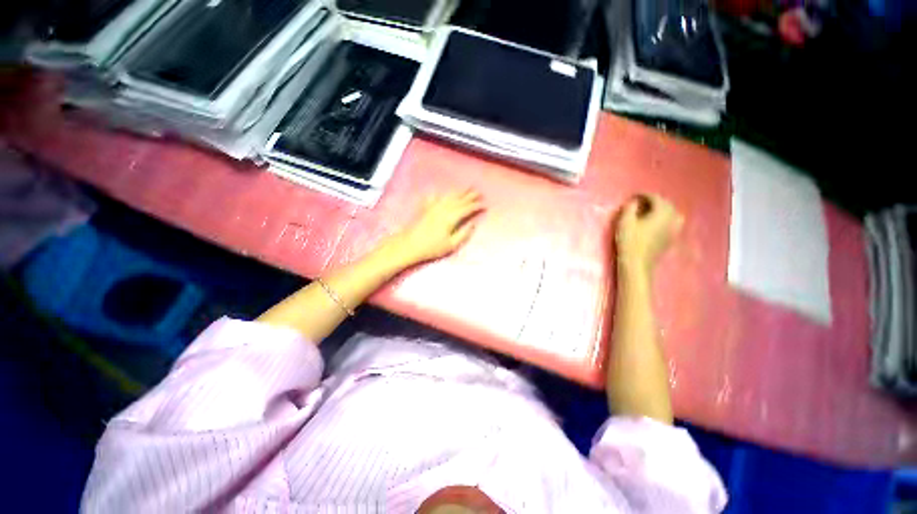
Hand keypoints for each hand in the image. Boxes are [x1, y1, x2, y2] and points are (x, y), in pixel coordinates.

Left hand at [392, 189, 484, 265]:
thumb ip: (463, 233)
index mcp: (451, 218)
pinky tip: (438, 192)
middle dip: (469, 196)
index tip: (483, 205)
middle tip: (478, 191)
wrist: (409, 245)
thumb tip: (472, 224)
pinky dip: (438, 194)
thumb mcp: (451, 245)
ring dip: (457, 192)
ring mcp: (433, 207)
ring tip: (465, 189)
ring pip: (448, 197)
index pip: (466, 209)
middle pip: (458, 200)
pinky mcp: (425, 209)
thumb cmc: (432, 248)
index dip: (476, 206)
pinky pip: (433, 198)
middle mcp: (443, 209)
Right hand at [616, 194, 683, 272]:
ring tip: (650, 211)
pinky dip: (666, 218)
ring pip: (673, 213)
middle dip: (655, 201)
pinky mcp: (672, 238)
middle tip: (640, 202)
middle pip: (667, 204)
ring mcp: (675, 229)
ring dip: (662, 209)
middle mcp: (673, 218)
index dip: (645, 195)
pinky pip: (673, 222)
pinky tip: (657, 222)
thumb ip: (630, 208)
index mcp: (662, 213)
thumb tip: (635, 202)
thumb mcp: (625, 222)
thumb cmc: (629, 242)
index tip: (634, 195)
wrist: (637, 263)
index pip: (656, 198)